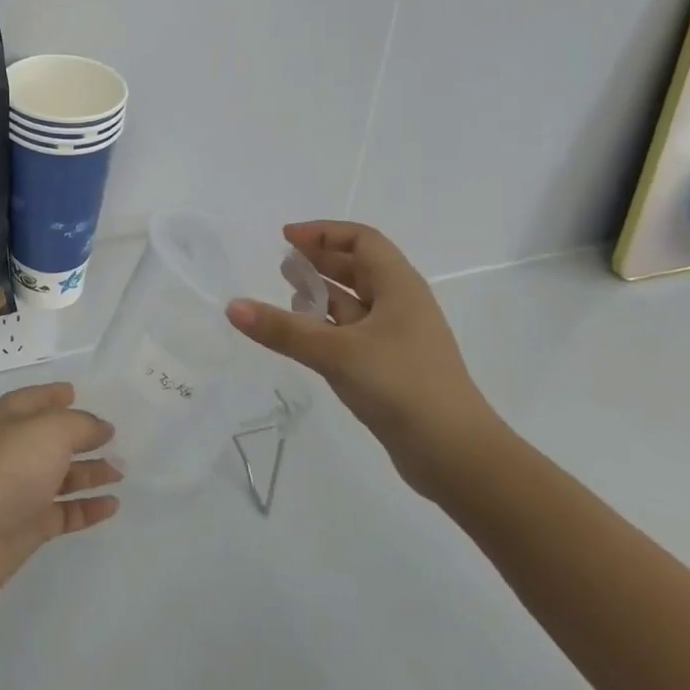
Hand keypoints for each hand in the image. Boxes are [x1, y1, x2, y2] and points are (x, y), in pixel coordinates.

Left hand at [0, 383, 120, 600]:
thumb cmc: (10, 465)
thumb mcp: (52, 430)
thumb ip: (82, 425)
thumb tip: (102, 428)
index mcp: (14, 416)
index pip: (37, 398)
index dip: (55, 395)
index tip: (76, 393)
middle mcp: (18, 448)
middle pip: (54, 438)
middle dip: (83, 436)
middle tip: (116, 439)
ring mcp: (24, 487)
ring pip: (64, 475)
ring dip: (92, 472)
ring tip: (122, 472)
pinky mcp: (31, 524)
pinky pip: (67, 511)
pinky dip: (89, 507)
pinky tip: (112, 505)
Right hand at [227, 221, 502, 498]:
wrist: (457, 456)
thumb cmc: (402, 387)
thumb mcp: (336, 353)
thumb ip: (283, 330)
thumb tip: (232, 307)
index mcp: (399, 287)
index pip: (361, 240)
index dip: (323, 233)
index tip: (286, 239)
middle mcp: (401, 305)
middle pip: (358, 267)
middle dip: (320, 260)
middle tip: (282, 263)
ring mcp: (397, 338)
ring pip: (355, 302)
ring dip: (322, 293)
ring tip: (287, 292)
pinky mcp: (391, 367)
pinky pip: (353, 332)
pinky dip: (327, 326)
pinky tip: (303, 335)